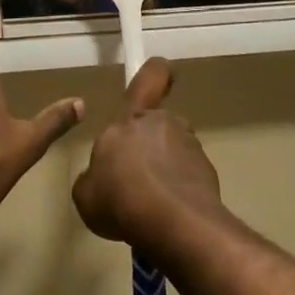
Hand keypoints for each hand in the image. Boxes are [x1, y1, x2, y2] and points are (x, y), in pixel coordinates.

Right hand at [72, 59, 222, 246]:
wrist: (175, 224)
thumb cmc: (121, 200)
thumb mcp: (86, 195)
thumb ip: (92, 177)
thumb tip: (100, 177)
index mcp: (130, 120)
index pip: (148, 79)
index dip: (155, 72)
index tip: (161, 70)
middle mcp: (163, 124)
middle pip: (156, 127)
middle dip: (148, 147)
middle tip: (134, 181)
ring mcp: (190, 146)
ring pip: (173, 152)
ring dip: (164, 170)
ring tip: (149, 207)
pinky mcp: (207, 171)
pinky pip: (187, 175)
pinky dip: (178, 190)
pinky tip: (166, 217)